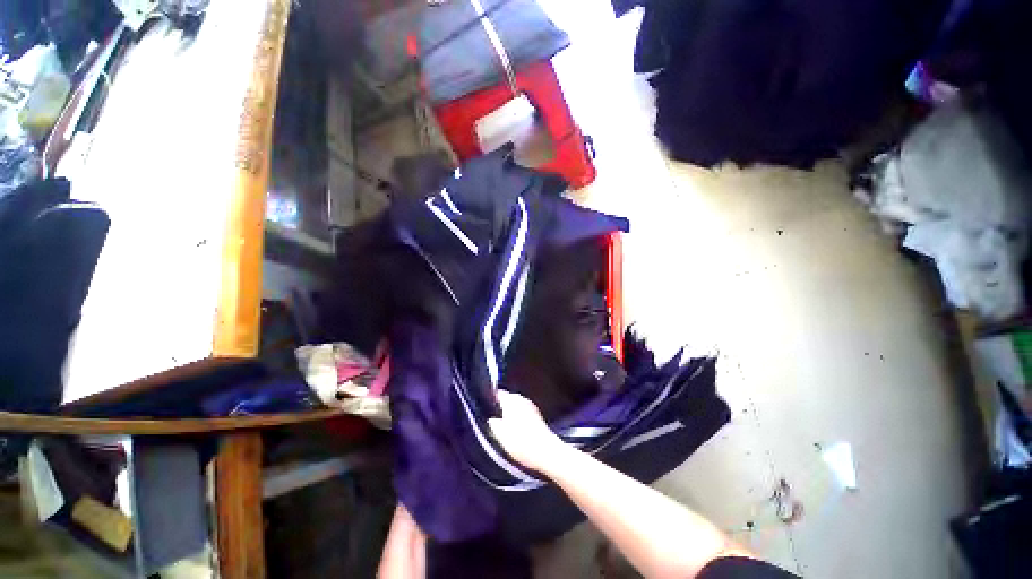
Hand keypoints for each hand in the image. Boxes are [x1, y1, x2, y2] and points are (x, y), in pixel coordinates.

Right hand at [489, 390, 567, 473]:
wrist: (546, 452)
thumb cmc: (521, 442)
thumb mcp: (499, 433)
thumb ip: (492, 422)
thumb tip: (490, 418)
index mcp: (511, 399)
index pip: (497, 393)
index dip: (490, 401)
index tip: (484, 410)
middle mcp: (522, 399)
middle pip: (507, 400)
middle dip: (500, 409)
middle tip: (492, 422)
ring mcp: (531, 407)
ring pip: (516, 408)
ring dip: (510, 416)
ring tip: (504, 431)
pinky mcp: (538, 417)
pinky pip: (523, 415)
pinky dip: (519, 421)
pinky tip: (516, 434)